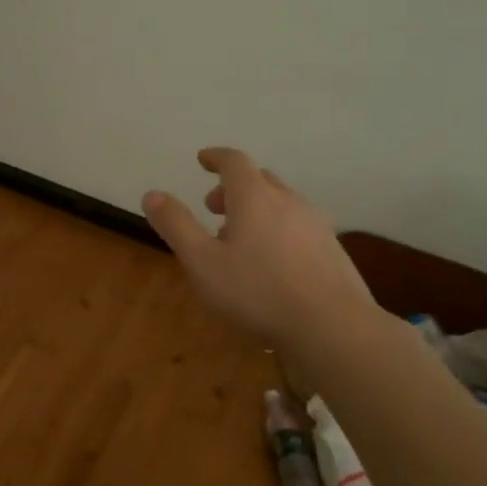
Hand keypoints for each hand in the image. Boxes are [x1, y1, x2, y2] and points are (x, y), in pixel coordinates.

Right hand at [143, 147, 372, 351]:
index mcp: (254, 197)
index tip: (202, 160)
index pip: (234, 161)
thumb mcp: (202, 261)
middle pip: (259, 179)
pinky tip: (273, 264)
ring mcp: (316, 225)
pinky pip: (298, 227)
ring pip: (281, 203)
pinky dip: (278, 230)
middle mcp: (288, 201)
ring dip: (256, 210)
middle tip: (213, 208)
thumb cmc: (258, 292)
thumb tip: (152, 195)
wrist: (333, 327)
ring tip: (239, 241)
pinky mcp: (333, 250)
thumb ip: (176, 225)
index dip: (216, 157)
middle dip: (233, 187)